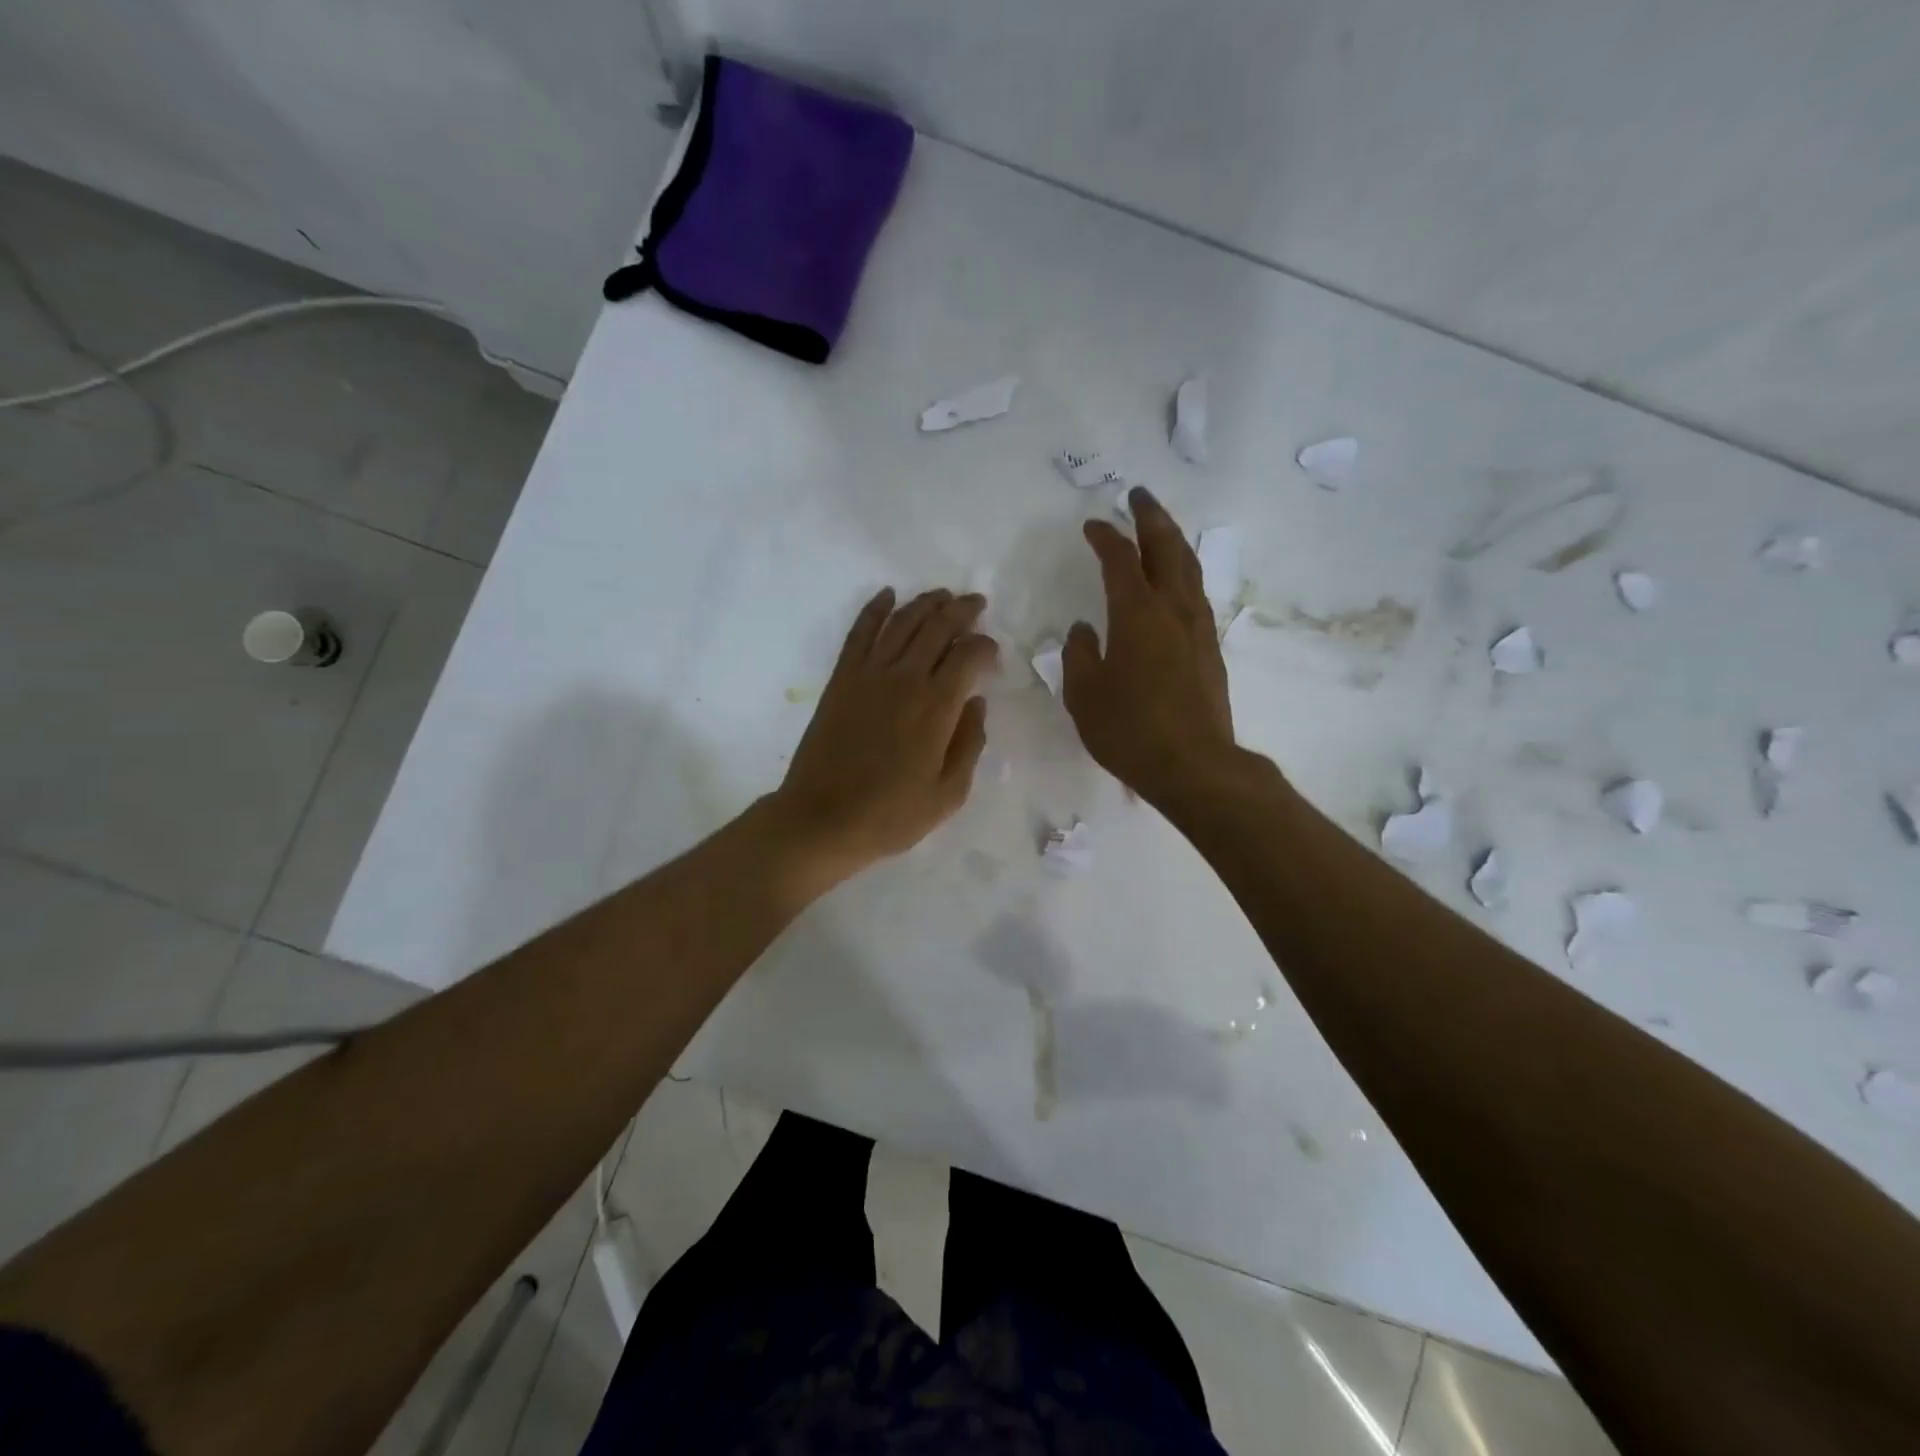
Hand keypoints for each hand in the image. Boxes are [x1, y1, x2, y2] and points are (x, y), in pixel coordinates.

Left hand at [771, 588, 997, 886]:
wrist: (822, 819)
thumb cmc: (891, 815)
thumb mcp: (948, 793)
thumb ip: (970, 743)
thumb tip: (976, 702)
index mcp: (937, 706)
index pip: (968, 655)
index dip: (985, 646)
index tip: (992, 652)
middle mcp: (905, 678)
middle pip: (937, 627)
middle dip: (961, 610)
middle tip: (976, 603)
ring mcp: (868, 674)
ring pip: (901, 621)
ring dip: (925, 603)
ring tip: (942, 595)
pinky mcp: (841, 678)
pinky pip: (860, 632)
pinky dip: (875, 608)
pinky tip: (887, 594)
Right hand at [1063, 487, 1234, 805]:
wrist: (1193, 765)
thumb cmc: (1129, 730)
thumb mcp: (1084, 695)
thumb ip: (1079, 655)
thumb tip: (1083, 629)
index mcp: (1136, 614)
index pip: (1120, 560)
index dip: (1105, 537)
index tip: (1092, 526)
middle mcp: (1172, 609)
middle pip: (1166, 547)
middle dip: (1151, 517)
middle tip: (1138, 495)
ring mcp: (1197, 627)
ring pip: (1188, 567)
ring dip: (1172, 540)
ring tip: (1160, 528)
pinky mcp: (1210, 647)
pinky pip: (1197, 593)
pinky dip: (1184, 572)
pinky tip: (1177, 580)